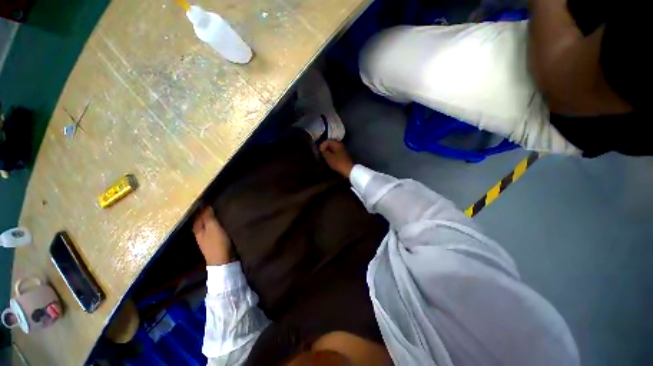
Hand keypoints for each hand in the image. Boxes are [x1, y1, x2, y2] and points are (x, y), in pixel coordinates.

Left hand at [192, 206, 233, 265]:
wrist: (223, 262)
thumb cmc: (217, 243)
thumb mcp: (213, 228)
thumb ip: (209, 217)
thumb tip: (206, 206)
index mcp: (198, 230)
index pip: (199, 216)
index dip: (203, 209)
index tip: (210, 200)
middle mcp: (201, 234)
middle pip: (203, 221)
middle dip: (208, 214)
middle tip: (217, 205)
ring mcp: (208, 239)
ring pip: (209, 226)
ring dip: (213, 220)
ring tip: (222, 212)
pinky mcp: (216, 243)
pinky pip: (215, 231)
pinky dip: (218, 226)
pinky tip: (224, 223)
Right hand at [319, 140, 353, 177]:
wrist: (348, 170)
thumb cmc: (338, 163)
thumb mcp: (328, 157)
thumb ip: (324, 152)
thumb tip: (322, 149)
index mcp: (337, 144)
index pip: (327, 140)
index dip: (322, 145)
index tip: (319, 151)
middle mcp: (340, 145)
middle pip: (331, 143)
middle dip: (325, 147)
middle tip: (321, 153)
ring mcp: (343, 150)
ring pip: (333, 148)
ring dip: (328, 151)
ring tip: (324, 156)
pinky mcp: (343, 155)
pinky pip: (336, 152)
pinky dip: (332, 153)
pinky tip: (329, 158)